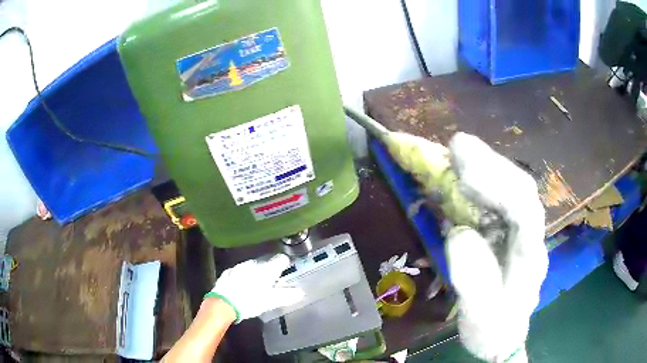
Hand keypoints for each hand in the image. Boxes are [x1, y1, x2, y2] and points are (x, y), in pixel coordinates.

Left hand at [205, 254, 303, 322]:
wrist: (224, 303)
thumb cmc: (251, 301)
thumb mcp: (272, 301)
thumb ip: (287, 296)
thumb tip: (301, 292)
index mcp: (267, 269)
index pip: (281, 259)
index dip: (285, 264)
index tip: (285, 272)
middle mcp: (254, 263)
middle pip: (266, 263)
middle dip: (269, 272)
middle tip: (271, 284)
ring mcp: (240, 266)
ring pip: (252, 267)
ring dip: (256, 274)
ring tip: (256, 287)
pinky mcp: (228, 272)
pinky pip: (240, 272)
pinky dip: (243, 278)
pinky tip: (242, 288)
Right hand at [446, 133, 547, 361]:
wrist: (503, 334)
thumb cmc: (493, 329)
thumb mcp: (481, 318)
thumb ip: (474, 282)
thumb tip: (459, 235)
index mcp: (530, 256)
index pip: (525, 210)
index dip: (497, 185)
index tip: (462, 172)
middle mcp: (531, 234)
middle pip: (520, 187)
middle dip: (490, 163)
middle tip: (455, 146)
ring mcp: (522, 228)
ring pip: (511, 185)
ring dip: (485, 165)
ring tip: (455, 151)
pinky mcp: (508, 227)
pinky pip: (498, 194)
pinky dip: (479, 178)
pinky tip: (461, 172)